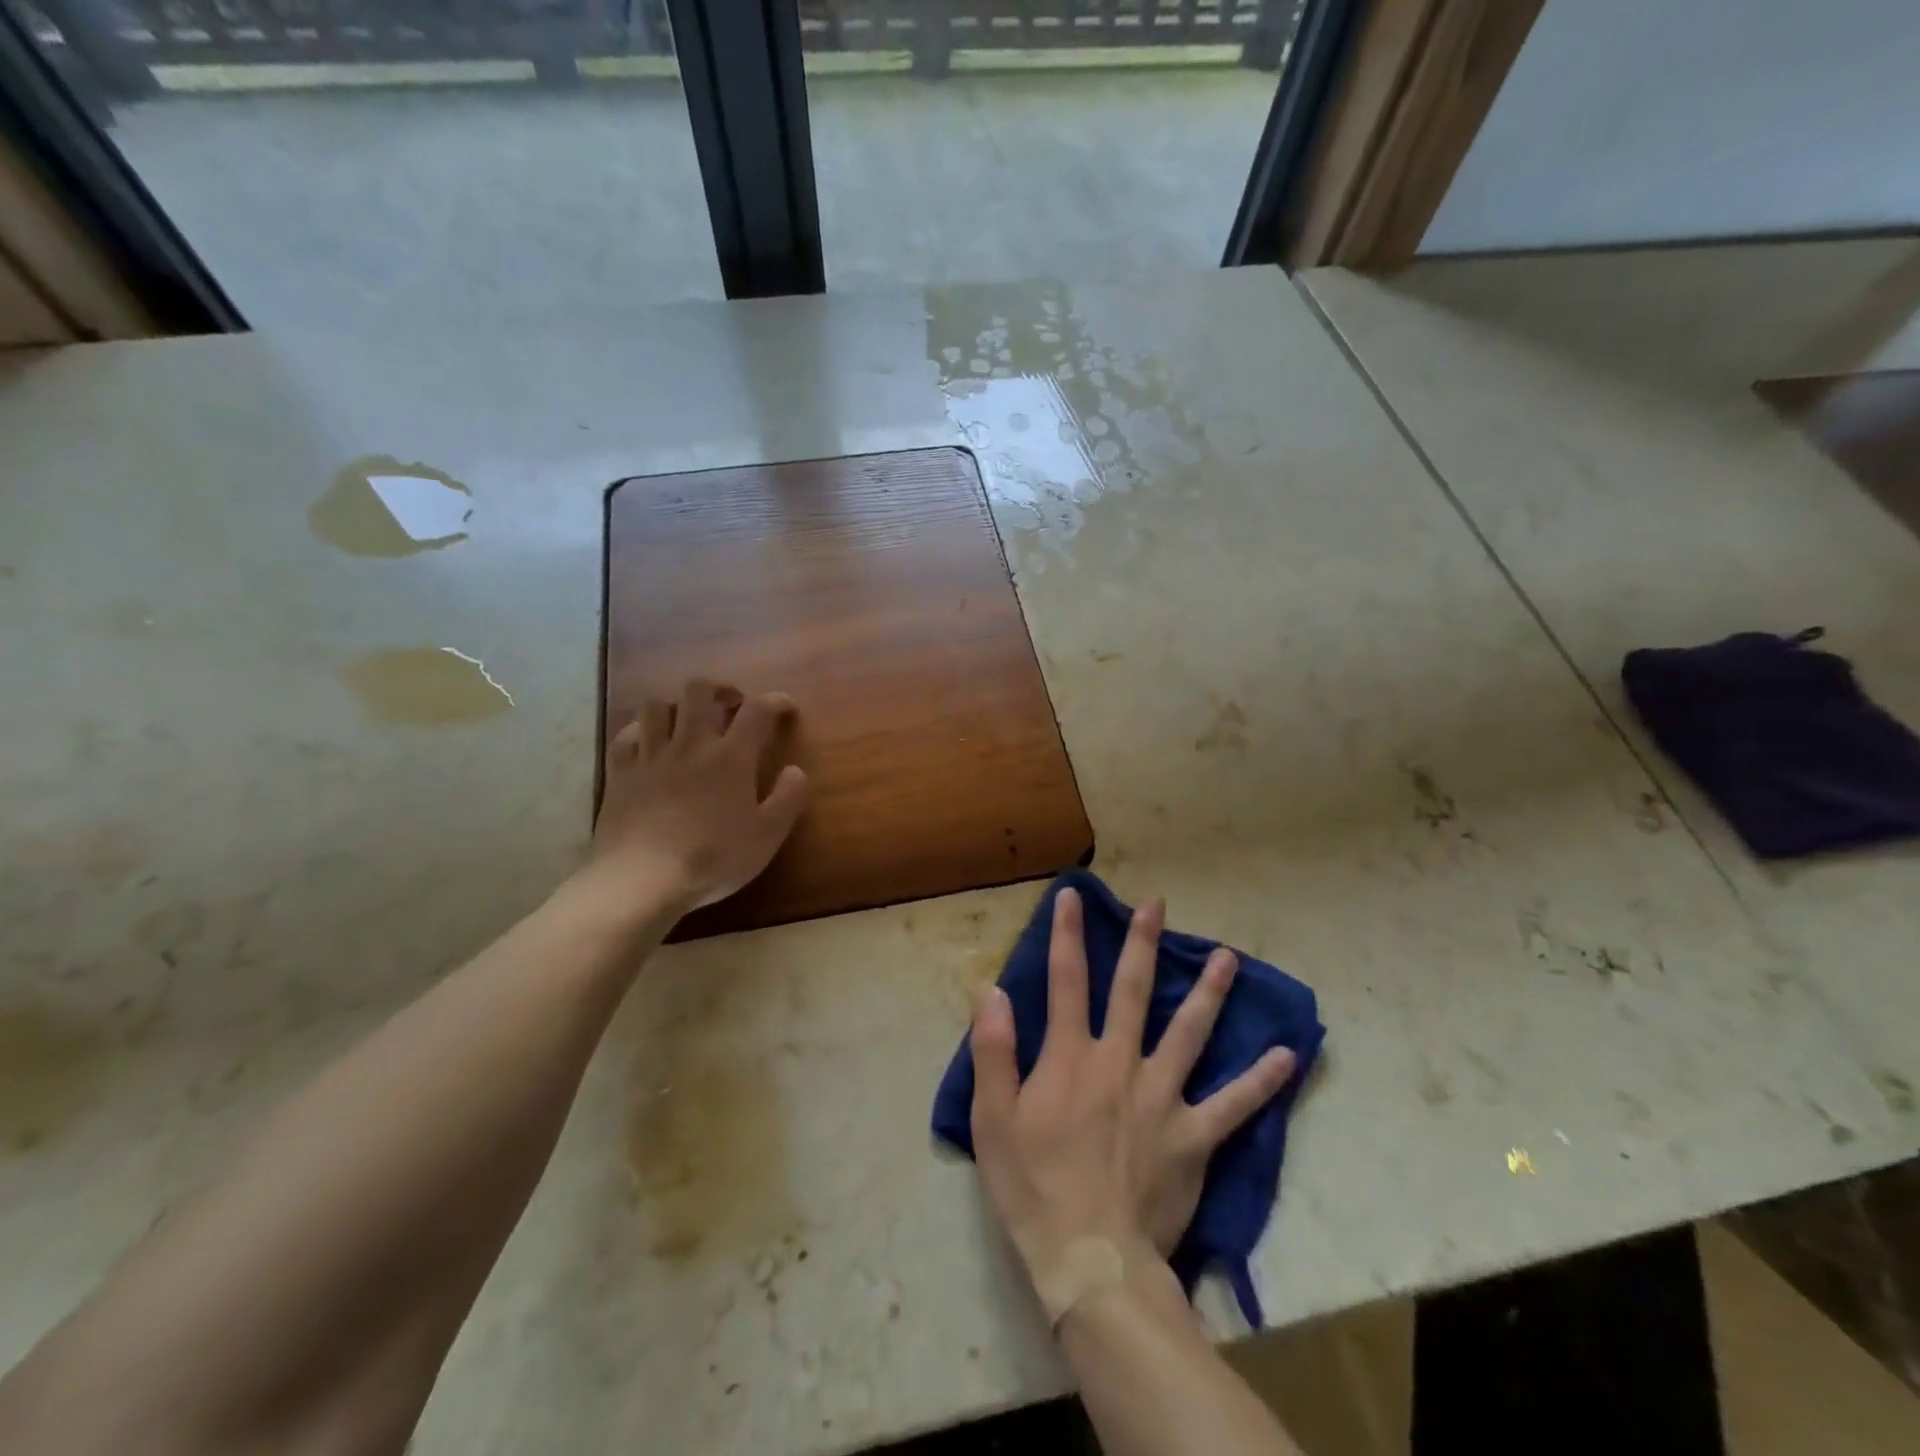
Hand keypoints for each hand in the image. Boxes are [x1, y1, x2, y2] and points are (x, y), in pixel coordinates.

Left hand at [583, 680, 809, 918]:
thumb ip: (788, 798)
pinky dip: (638, 732)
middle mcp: (690, 744)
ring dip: (676, 706)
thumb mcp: (767, 835)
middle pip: (699, 691)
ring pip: (656, 705)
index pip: (758, 710)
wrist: (642, 880)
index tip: (785, 709)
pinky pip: (625, 737)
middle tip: (731, 705)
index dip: (775, 701)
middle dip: (719, 689)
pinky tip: (647, 744)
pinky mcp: (620, 774)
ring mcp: (650, 756)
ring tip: (687, 722)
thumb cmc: (713, 858)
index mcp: (731, 757)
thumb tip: (796, 770)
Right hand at [969, 888, 1296, 1301]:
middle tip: (1158, 905)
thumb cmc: (1033, 1186)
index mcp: (1071, 1057)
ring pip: (1189, 1032)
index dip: (1066, 934)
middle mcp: (1120, 1062)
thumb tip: (993, 989)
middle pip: (1132, 991)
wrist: (1091, 1260)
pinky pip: (1234, 1105)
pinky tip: (1288, 1056)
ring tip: (1229, 958)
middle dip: (1143, 943)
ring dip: (1209, 993)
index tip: (1071, 896)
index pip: (1066, 980)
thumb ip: (994, 1049)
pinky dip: (1261, 1081)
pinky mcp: (1194, 1137)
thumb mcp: (992, 1118)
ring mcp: (1162, 1097)